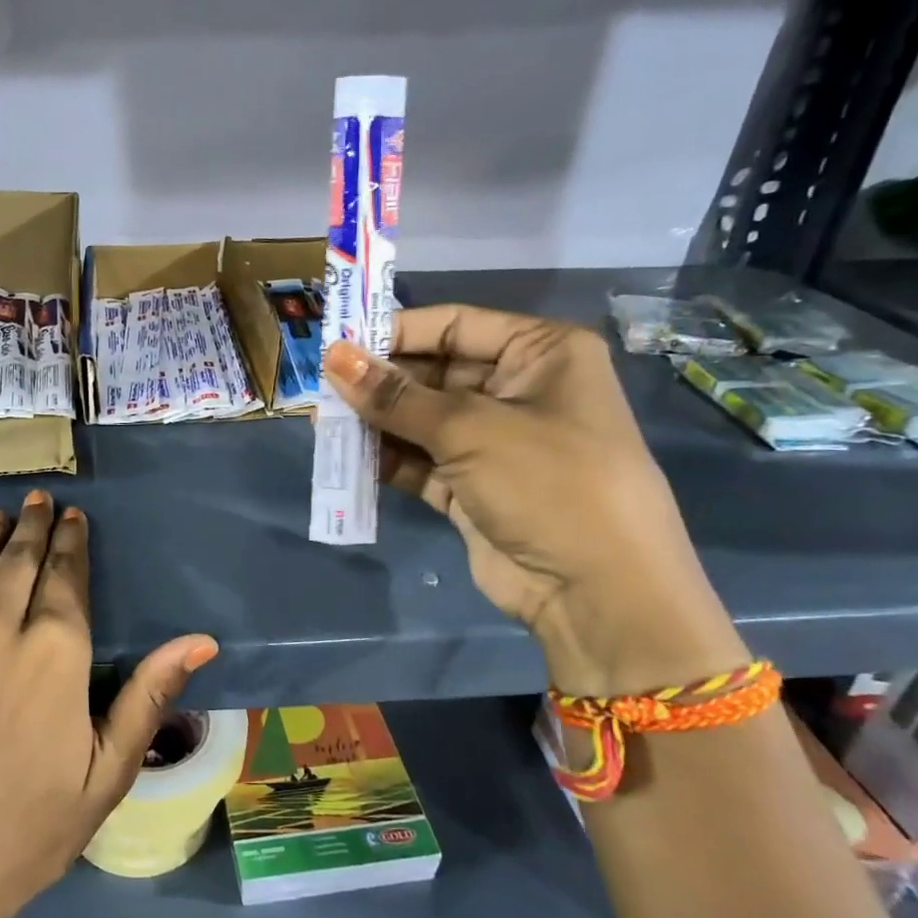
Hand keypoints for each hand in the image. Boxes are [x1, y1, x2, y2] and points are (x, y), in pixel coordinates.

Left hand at [0, 490, 218, 917]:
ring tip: (1, 516)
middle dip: (33, 527)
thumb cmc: (27, 832)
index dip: (71, 542)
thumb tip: (201, 639)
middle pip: (16, 561)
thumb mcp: (106, 773)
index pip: (65, 576)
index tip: (73, 518)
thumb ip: (149, 695)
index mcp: (53, 654)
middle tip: (39, 500)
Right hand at [322, 307, 746, 696]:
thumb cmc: (547, 481)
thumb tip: (333, 357)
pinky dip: (387, 460)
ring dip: (377, 423)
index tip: (337, 343)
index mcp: (540, 354)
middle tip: (321, 388)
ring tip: (323, 422)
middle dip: (379, 382)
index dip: (394, 332)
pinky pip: (421, 462)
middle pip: (433, 374)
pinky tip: (347, 458)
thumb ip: (395, 396)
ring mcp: (494, 443)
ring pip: (421, 421)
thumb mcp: (469, 429)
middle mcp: (518, 390)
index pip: (454, 326)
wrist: (596, 591)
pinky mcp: (472, 488)